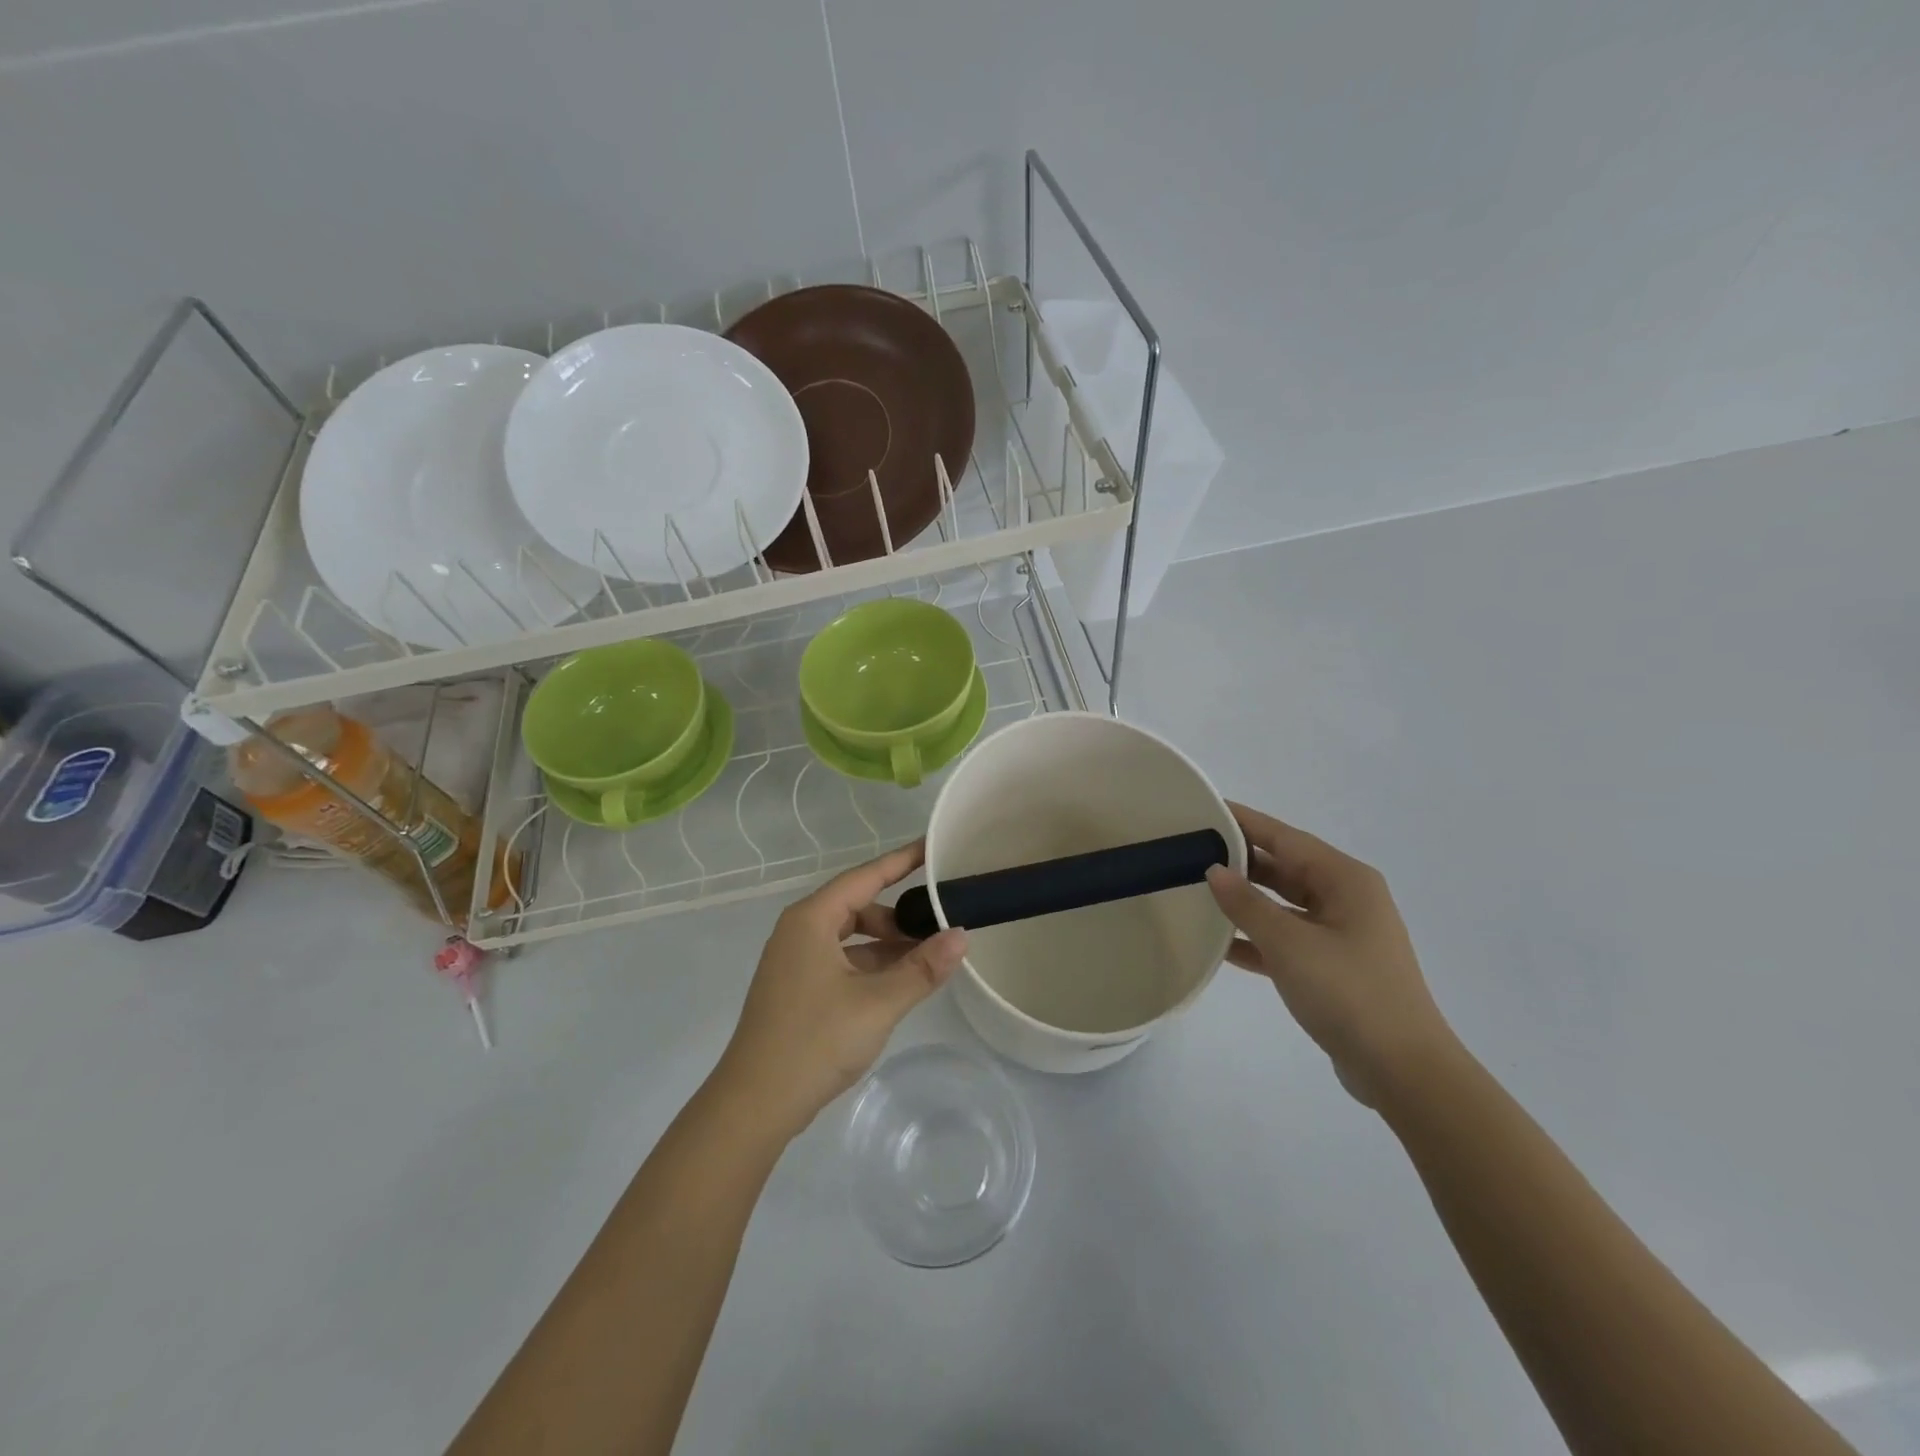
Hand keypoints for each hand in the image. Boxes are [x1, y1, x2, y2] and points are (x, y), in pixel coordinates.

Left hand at [713, 841, 967, 1140]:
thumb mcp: (878, 1003)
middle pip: (858, 906)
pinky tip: (897, 984)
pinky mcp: (796, 988)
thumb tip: (962, 936)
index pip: (866, 876)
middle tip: (938, 926)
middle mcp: (799, 931)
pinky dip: (870, 965)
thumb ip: (922, 968)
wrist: (755, 1104)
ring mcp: (794, 961)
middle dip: (898, 915)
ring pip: (850, 936)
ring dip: (886, 944)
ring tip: (925, 959)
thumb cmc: (815, 1041)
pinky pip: (841, 960)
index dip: (902, 860)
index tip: (932, 847)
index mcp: (812, 919)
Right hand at [1205, 803, 1455, 1104]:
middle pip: (1284, 868)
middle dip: (1240, 861)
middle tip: (1191, 851)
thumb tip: (1215, 871)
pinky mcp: (1332, 967)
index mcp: (1345, 880)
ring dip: (1245, 901)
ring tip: (1196, 890)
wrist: (1402, 1070)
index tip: (1205, 809)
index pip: (1284, 837)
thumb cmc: (1348, 992)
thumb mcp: (1289, 943)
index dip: (1244, 822)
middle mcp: (1346, 899)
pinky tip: (1220, 943)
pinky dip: (1256, 938)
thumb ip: (1247, 905)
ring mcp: (1341, 934)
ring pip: (1283, 904)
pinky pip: (1286, 939)